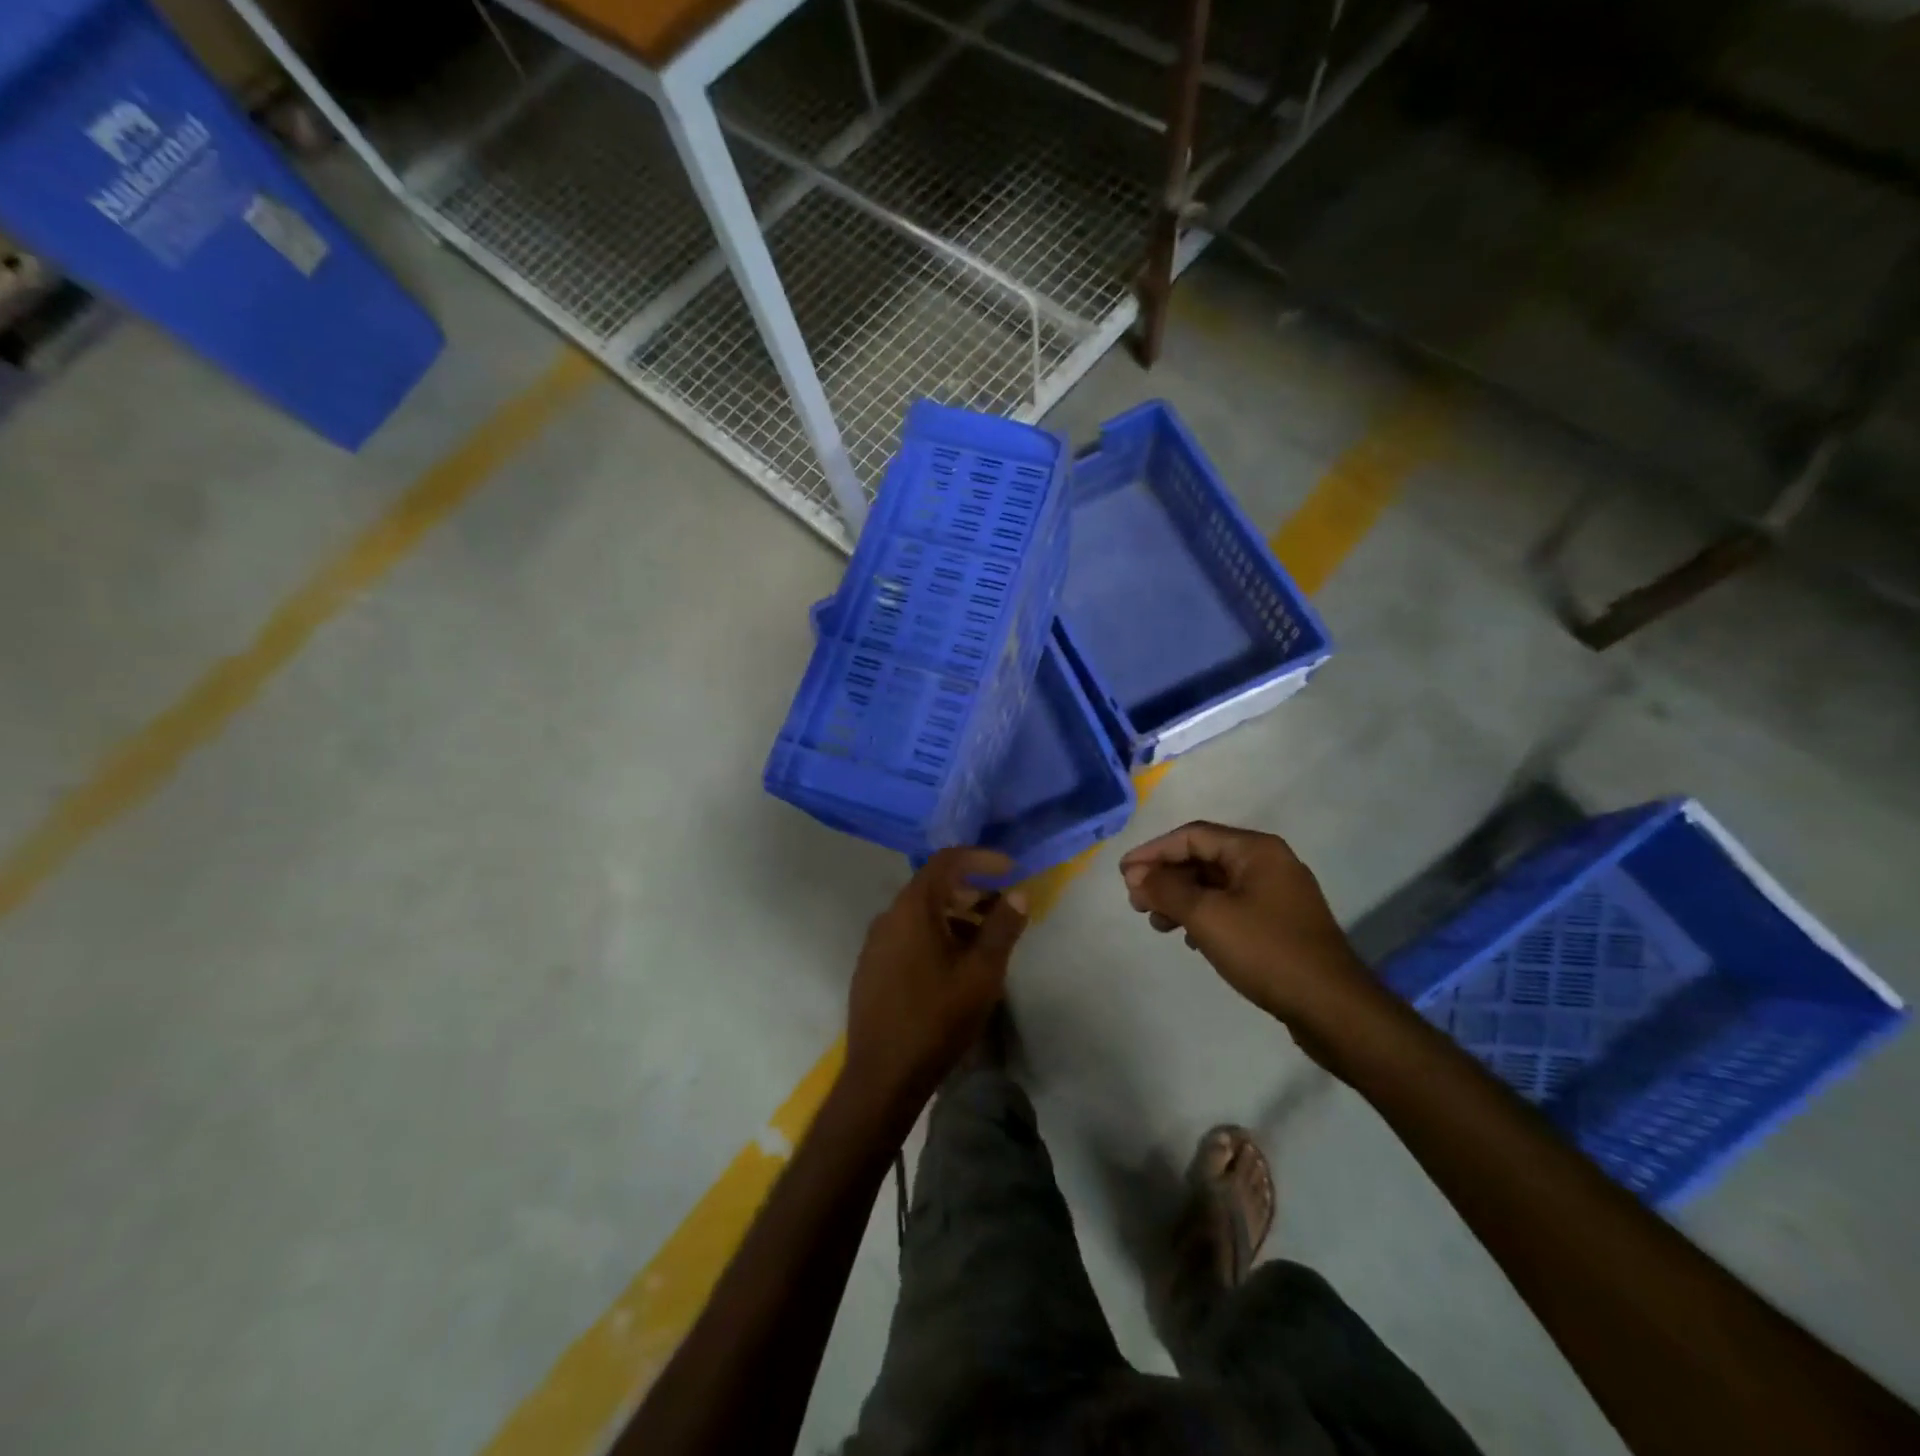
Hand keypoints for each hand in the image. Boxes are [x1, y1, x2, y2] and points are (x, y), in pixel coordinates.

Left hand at [844, 850, 1028, 1115]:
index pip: (947, 861)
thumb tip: (1018, 893)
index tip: (1009, 869)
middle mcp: (888, 916)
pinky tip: (954, 965)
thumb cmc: (937, 1018)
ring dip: (954, 916)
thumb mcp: (982, 972)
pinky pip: (907, 935)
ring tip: (985, 942)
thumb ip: (1002, 927)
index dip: (981, 858)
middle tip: (1002, 909)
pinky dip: (934, 935)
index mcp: (913, 908)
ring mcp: (875, 943)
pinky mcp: (872, 967)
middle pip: (933, 886)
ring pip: (920, 914)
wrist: (883, 1075)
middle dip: (971, 891)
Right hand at [1119, 821, 1373, 1027]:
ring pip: (1216, 885)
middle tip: (1136, 901)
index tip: (1123, 874)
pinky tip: (1189, 939)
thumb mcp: (1207, 916)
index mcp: (1256, 850)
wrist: (1333, 1008)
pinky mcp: (1281, 924)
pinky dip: (1204, 916)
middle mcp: (1269, 863)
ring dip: (1182, 898)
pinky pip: (1232, 907)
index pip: (1192, 836)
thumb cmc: (1266, 951)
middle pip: (1204, 858)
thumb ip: (1167, 889)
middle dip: (1166, 877)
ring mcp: (1278, 895)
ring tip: (1157, 923)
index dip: (1153, 852)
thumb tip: (1137, 875)